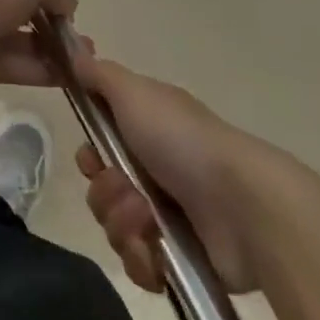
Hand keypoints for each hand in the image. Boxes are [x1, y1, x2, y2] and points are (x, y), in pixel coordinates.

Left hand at [0, 0, 76, 91]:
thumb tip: (70, 8)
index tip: (66, 11)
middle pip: (20, 12)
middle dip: (52, 28)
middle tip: (82, 44)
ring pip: (18, 42)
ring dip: (51, 52)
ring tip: (84, 64)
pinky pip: (13, 66)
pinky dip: (39, 71)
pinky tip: (69, 78)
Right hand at [71, 53, 285, 293]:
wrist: (245, 206)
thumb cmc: (184, 140)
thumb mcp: (135, 92)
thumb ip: (100, 74)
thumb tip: (75, 54)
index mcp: (147, 134)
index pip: (99, 148)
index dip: (88, 156)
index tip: (93, 158)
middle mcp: (156, 174)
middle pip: (102, 191)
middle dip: (105, 193)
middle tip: (127, 190)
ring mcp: (170, 219)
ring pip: (115, 227)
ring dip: (122, 223)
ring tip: (148, 220)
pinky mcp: (181, 262)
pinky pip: (138, 266)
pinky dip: (141, 259)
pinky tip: (155, 251)